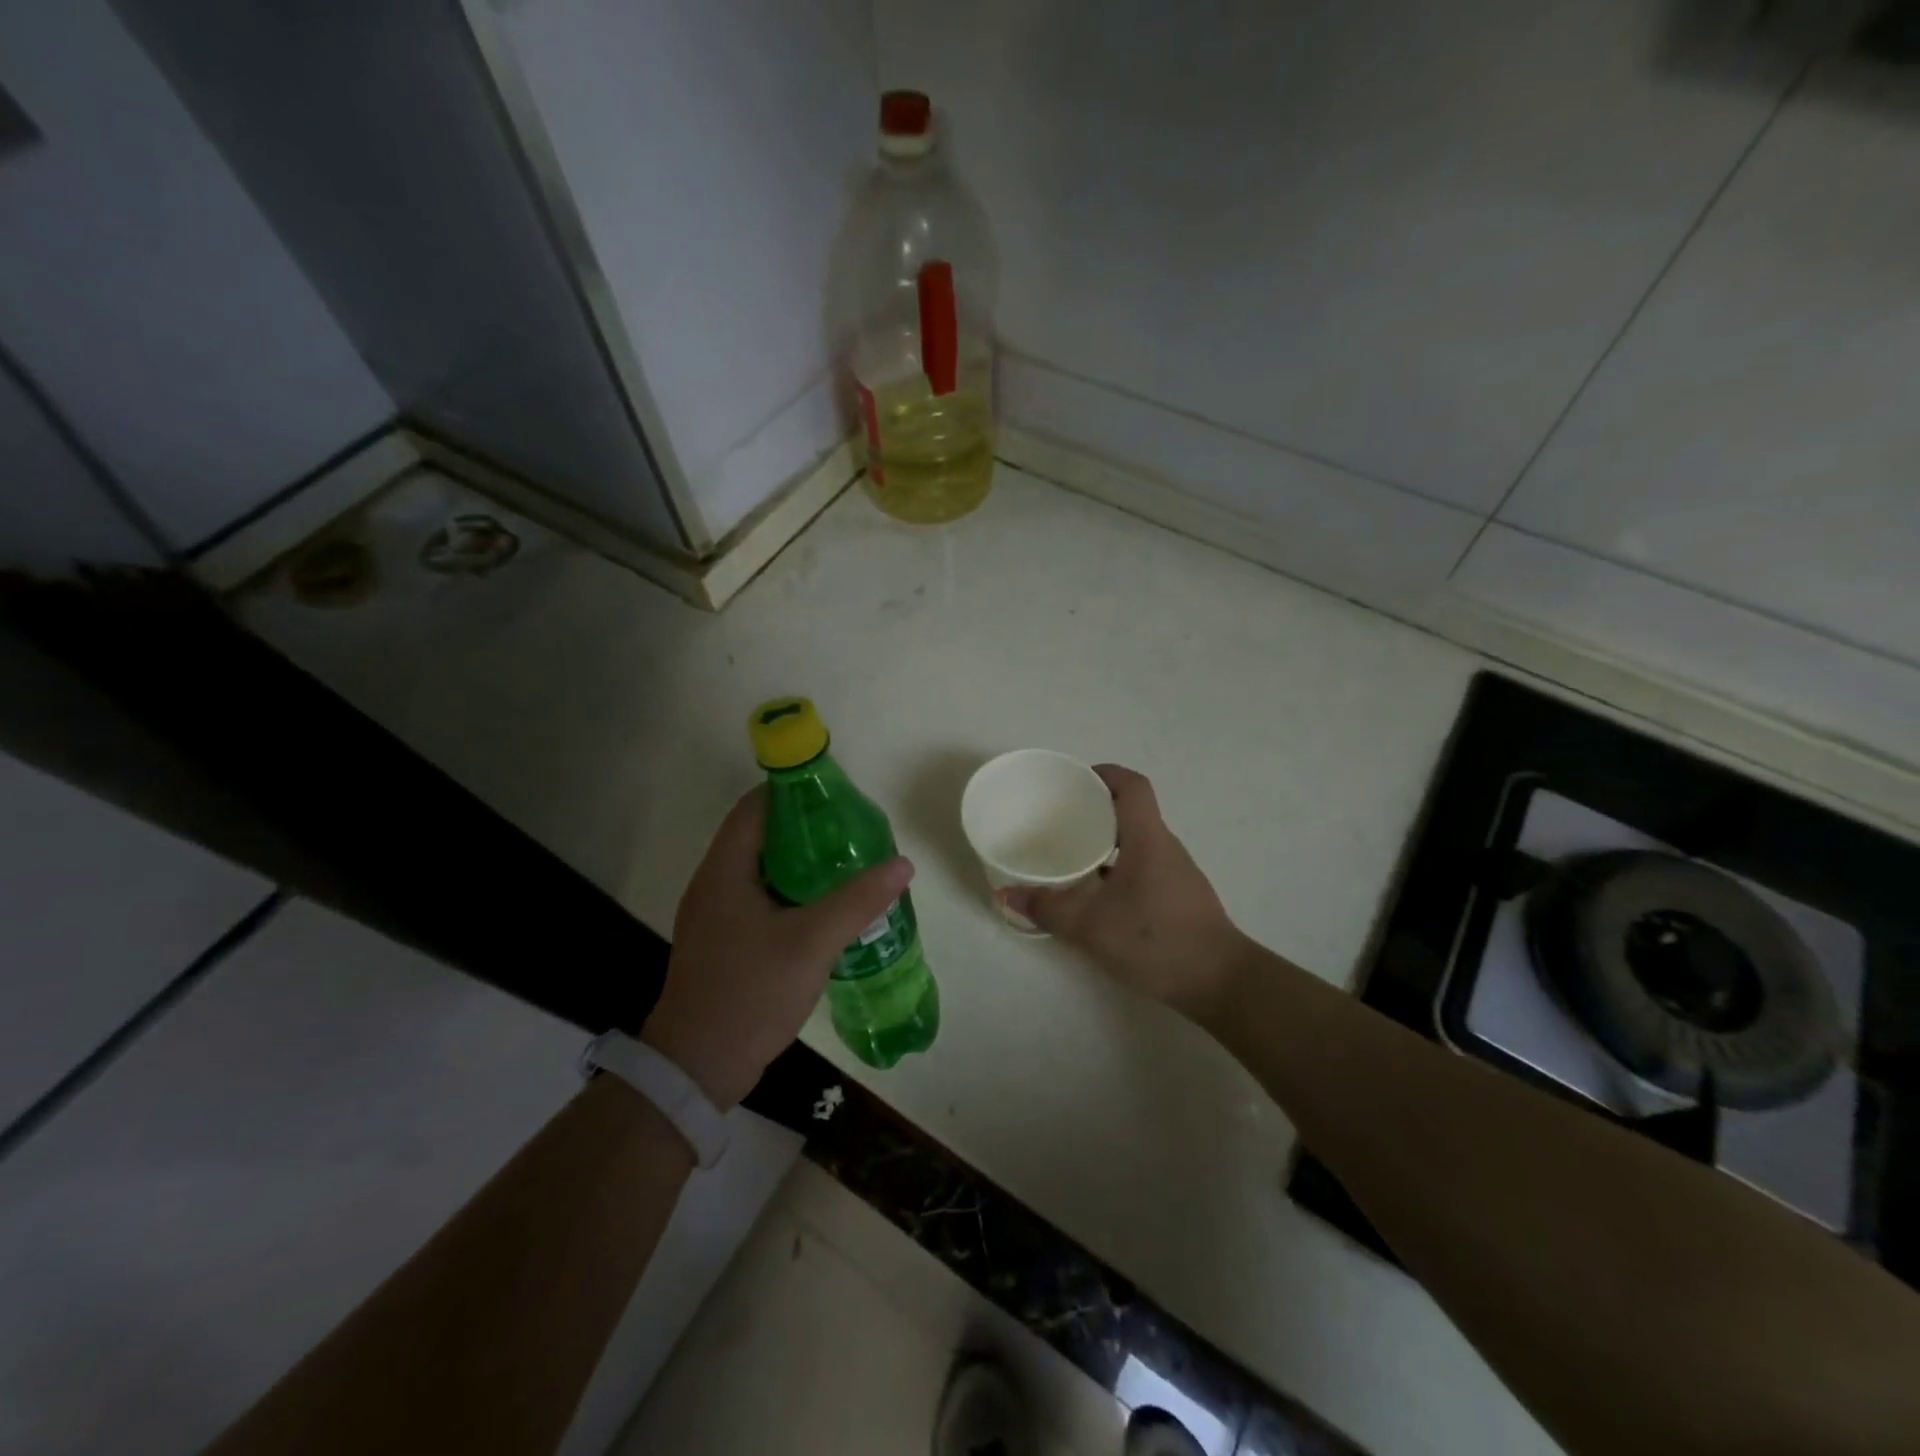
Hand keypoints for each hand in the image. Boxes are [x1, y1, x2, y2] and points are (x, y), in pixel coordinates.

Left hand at [642, 787, 913, 1108]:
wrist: (697, 1067)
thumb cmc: (750, 992)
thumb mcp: (812, 942)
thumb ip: (858, 901)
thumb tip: (902, 863)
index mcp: (725, 871)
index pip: (754, 807)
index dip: (791, 791)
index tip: (834, 793)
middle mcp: (713, 884)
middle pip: (759, 835)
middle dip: (804, 827)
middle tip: (850, 830)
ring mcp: (715, 916)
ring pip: (761, 870)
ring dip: (799, 862)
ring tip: (846, 863)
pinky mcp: (722, 942)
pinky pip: (759, 899)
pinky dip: (790, 892)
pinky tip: (823, 908)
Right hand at [1002, 766, 1245, 1018]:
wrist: (1219, 982)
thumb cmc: (1155, 939)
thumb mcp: (1091, 925)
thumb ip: (1048, 908)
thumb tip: (1006, 894)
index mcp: (1147, 837)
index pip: (1132, 786)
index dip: (1105, 773)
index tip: (1074, 781)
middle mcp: (1164, 846)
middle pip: (1131, 811)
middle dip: (1095, 810)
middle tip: (1058, 819)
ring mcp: (1175, 873)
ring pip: (1136, 842)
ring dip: (1105, 842)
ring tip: (1070, 855)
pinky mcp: (1178, 897)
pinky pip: (1143, 866)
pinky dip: (1117, 868)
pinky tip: (1096, 893)